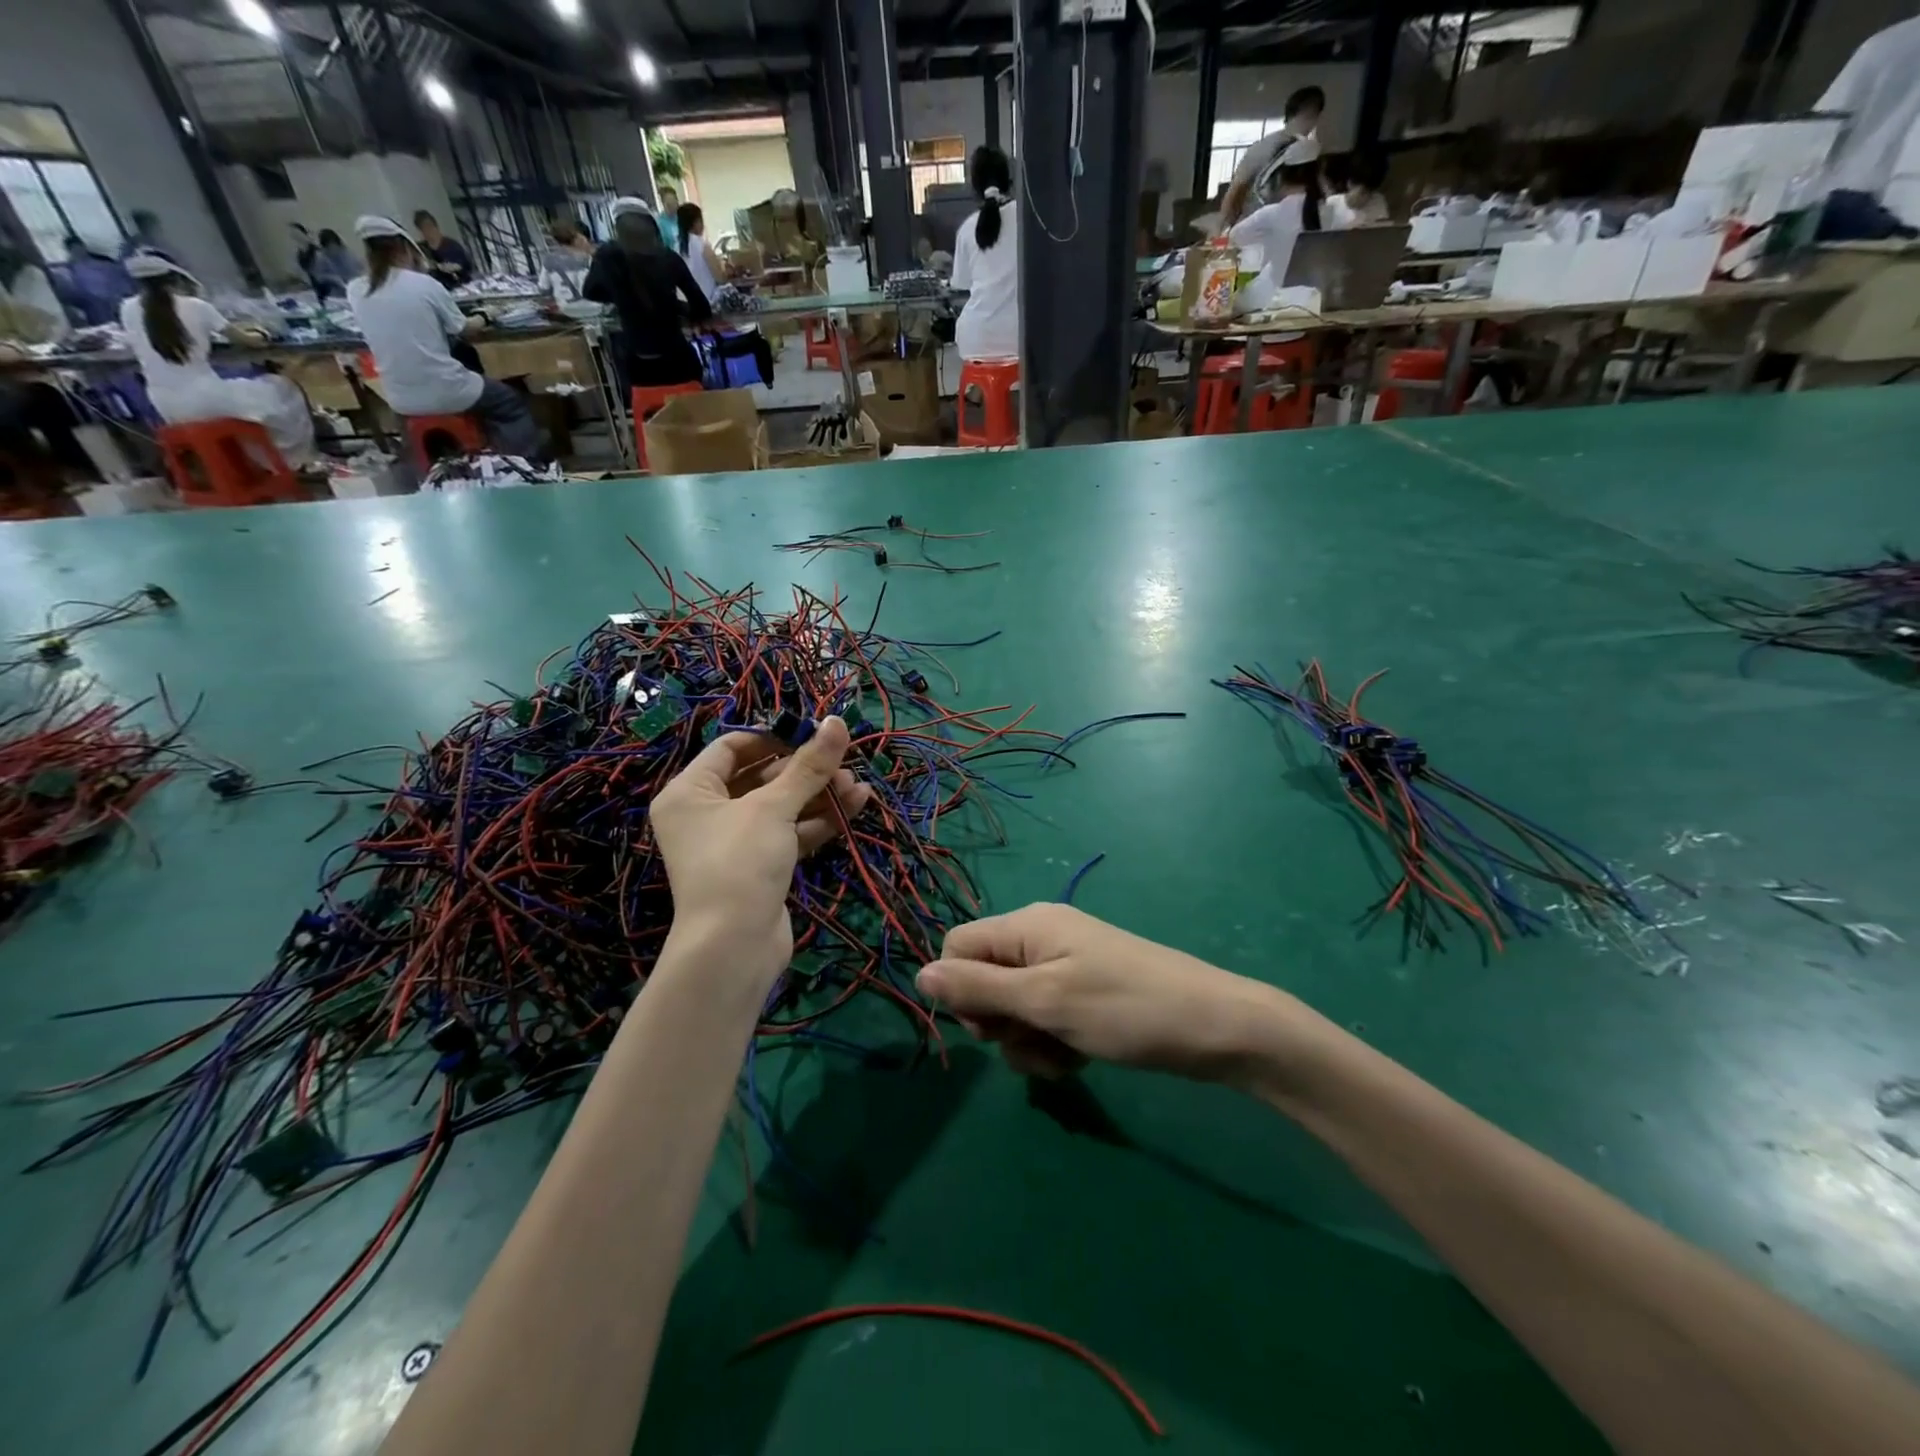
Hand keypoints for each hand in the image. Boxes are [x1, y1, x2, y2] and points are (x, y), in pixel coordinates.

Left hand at [650, 718, 870, 987]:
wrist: (734, 947)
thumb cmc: (739, 863)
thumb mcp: (774, 807)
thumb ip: (809, 764)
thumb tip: (837, 720)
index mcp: (690, 792)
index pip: (731, 747)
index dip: (772, 737)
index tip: (811, 733)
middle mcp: (707, 813)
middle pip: (760, 776)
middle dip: (805, 769)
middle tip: (842, 763)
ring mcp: (734, 843)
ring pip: (780, 806)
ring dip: (818, 794)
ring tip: (856, 786)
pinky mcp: (759, 867)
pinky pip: (789, 832)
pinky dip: (818, 820)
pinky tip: (854, 805)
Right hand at [917, 904, 1304, 1082]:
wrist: (1214, 1027)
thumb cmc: (1124, 1009)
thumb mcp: (1044, 1001)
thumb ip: (978, 988)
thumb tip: (918, 976)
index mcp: (1026, 926)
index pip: (957, 948)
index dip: (961, 990)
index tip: (990, 1025)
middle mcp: (1040, 939)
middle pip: (984, 982)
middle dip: (999, 1023)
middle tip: (1035, 1040)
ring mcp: (1065, 968)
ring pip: (1013, 1009)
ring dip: (1028, 1042)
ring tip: (1065, 1056)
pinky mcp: (1084, 995)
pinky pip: (1045, 1019)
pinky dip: (1053, 1043)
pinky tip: (1080, 1059)